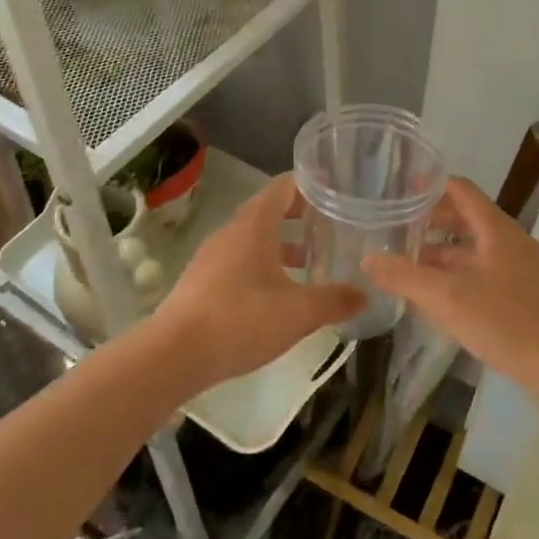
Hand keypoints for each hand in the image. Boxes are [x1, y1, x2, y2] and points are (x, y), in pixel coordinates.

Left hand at [148, 173, 363, 389]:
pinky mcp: (202, 281)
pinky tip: (277, 293)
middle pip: (270, 210)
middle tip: (330, 225)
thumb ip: (334, 300)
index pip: (285, 186)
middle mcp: (232, 231)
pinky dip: (263, 264)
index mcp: (255, 224)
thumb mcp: (297, 312)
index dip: (310, 184)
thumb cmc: (240, 320)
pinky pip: (239, 259)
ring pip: (254, 237)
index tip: (335, 188)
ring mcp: (213, 256)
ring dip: (281, 243)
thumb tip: (365, 294)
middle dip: (300, 216)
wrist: (173, 355)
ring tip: (310, 261)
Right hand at [362, 178, 538, 406]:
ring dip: (441, 253)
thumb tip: (368, 258)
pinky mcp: (523, 297)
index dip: (430, 185)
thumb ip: (406, 277)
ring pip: (473, 250)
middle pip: (466, 218)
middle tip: (395, 228)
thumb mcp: (449, 299)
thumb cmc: (509, 322)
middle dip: (430, 221)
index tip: (398, 189)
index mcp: (495, 229)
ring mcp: (519, 270)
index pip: (461, 190)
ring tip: (406, 263)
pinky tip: (436, 298)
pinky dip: (456, 276)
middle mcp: (508, 241)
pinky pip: (482, 273)